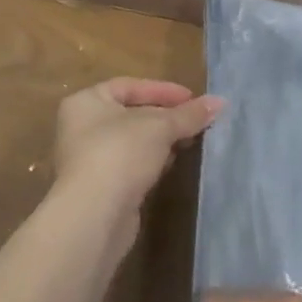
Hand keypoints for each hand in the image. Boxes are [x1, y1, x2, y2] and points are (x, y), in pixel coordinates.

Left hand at [50, 78, 222, 254]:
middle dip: (165, 117)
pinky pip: (130, 165)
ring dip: (161, 141)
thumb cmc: (120, 154)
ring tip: (191, 141)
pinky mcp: (100, 187)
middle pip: (131, 113)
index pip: (128, 86)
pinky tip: (172, 164)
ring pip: (132, 142)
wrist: (94, 215)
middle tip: (196, 120)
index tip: (193, 98)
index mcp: (86, 102)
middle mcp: (81, 127)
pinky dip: (152, 161)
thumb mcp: (160, 127)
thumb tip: (219, 102)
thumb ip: (189, 114)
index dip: (162, 90)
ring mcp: (89, 159)